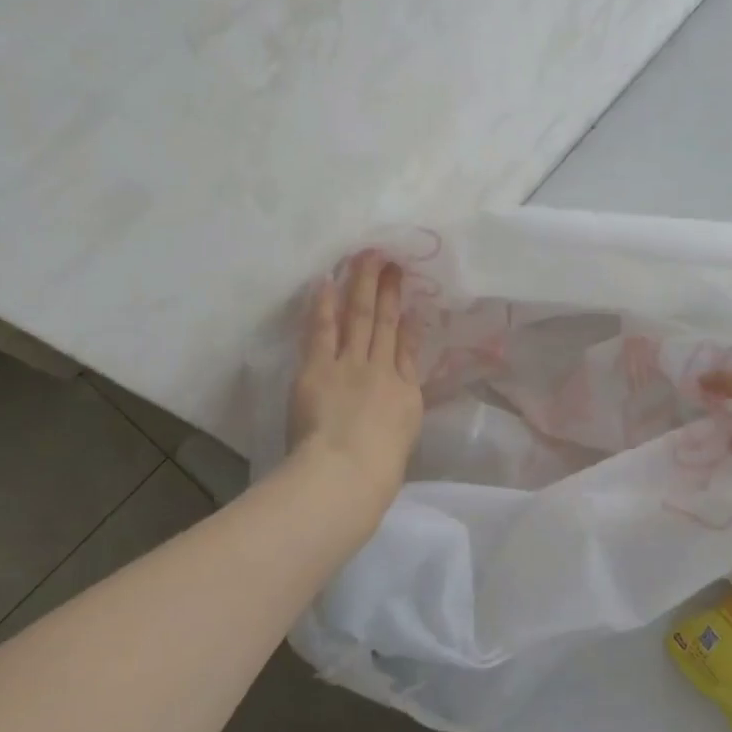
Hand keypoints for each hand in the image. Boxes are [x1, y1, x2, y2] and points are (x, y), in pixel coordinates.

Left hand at [288, 251, 424, 503]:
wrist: (348, 473)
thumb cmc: (377, 472)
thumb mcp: (402, 440)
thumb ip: (400, 414)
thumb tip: (399, 397)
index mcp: (405, 394)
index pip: (407, 351)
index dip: (409, 323)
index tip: (412, 303)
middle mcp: (382, 371)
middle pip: (386, 324)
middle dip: (389, 291)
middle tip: (390, 260)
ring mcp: (351, 366)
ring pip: (360, 317)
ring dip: (363, 285)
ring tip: (366, 257)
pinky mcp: (319, 368)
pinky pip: (323, 330)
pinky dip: (325, 305)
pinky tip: (327, 281)